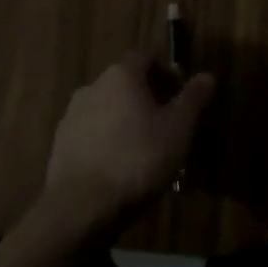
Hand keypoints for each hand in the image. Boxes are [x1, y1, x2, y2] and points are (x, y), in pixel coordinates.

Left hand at [43, 52, 214, 232]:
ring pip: (108, 108)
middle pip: (126, 82)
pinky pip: (92, 132)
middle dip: (147, 97)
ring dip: (126, 119)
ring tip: (143, 150)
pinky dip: (107, 140)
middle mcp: (94, 85)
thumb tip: (207, 76)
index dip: (166, 72)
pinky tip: (118, 167)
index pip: (147, 57)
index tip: (180, 94)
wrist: (80, 208)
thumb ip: (193, 99)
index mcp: (122, 74)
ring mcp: (72, 115)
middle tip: (166, 124)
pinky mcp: (60, 144)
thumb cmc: (137, 160)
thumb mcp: (178, 129)